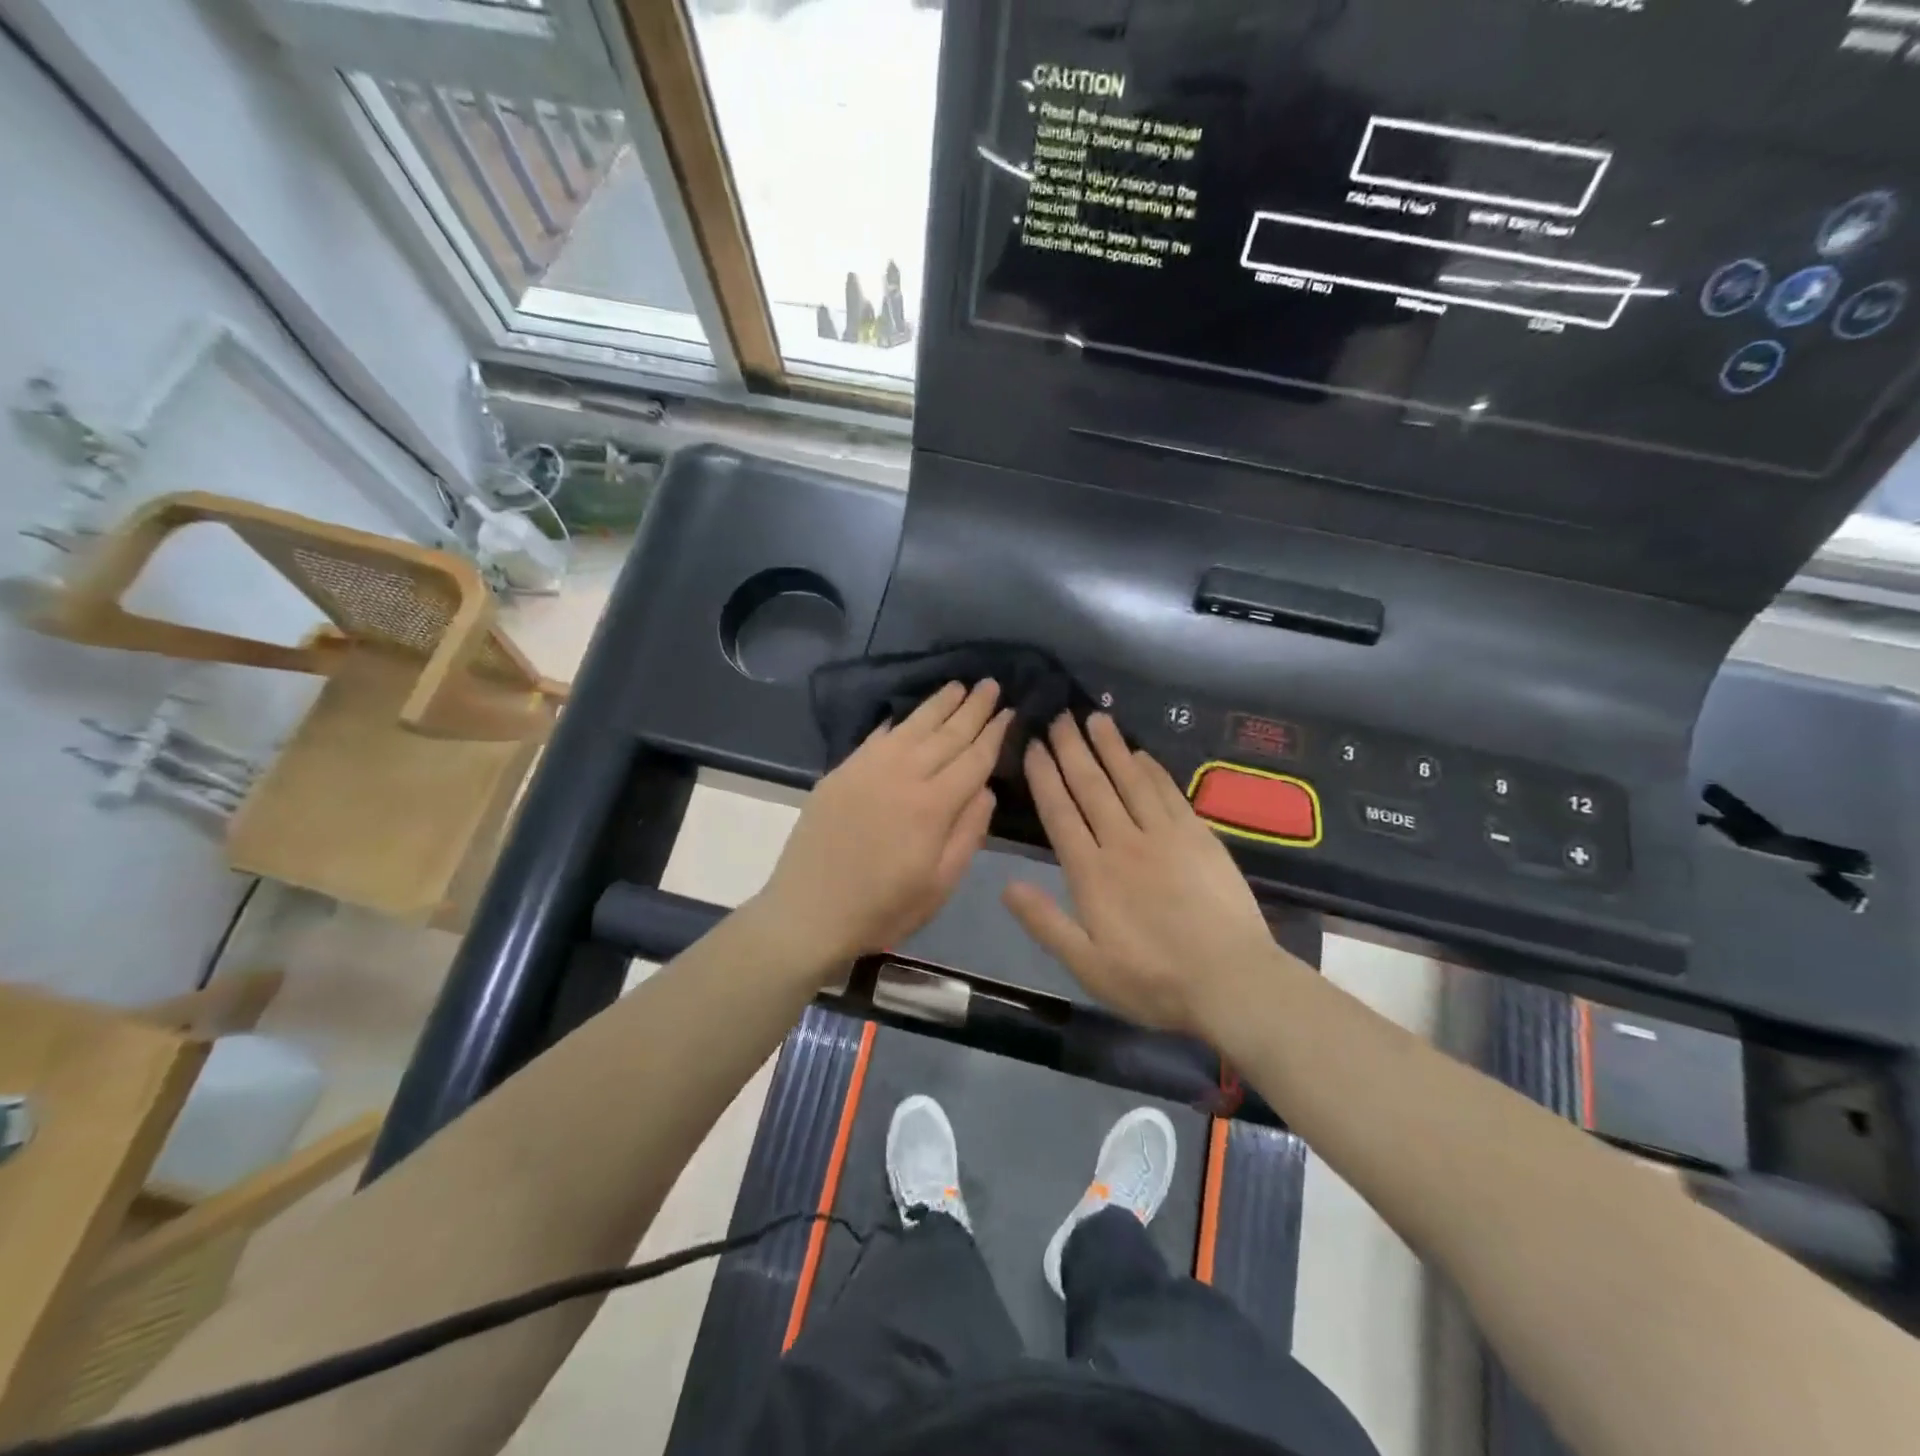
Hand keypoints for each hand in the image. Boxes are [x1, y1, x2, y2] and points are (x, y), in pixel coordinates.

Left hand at [756, 680, 1011, 970]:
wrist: (808, 913)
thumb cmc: (883, 909)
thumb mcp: (940, 885)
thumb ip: (968, 833)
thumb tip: (985, 789)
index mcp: (933, 806)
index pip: (974, 759)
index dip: (995, 734)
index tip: (1011, 710)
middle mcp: (903, 775)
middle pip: (946, 734)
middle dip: (972, 708)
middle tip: (990, 683)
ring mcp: (867, 770)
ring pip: (911, 727)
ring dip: (937, 705)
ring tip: (957, 685)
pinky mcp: (841, 773)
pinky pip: (876, 737)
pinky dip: (896, 722)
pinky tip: (906, 715)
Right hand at [1003, 713, 1289, 1036]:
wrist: (1232, 981)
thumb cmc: (1153, 981)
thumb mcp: (1087, 966)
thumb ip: (1045, 923)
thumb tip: (1005, 886)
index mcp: (1091, 873)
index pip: (1060, 812)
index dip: (1044, 776)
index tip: (1034, 745)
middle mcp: (1123, 842)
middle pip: (1091, 786)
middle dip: (1072, 749)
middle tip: (1060, 716)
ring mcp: (1164, 835)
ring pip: (1129, 779)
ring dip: (1110, 747)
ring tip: (1095, 717)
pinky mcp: (1198, 836)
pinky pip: (1168, 792)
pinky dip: (1151, 768)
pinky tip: (1140, 753)